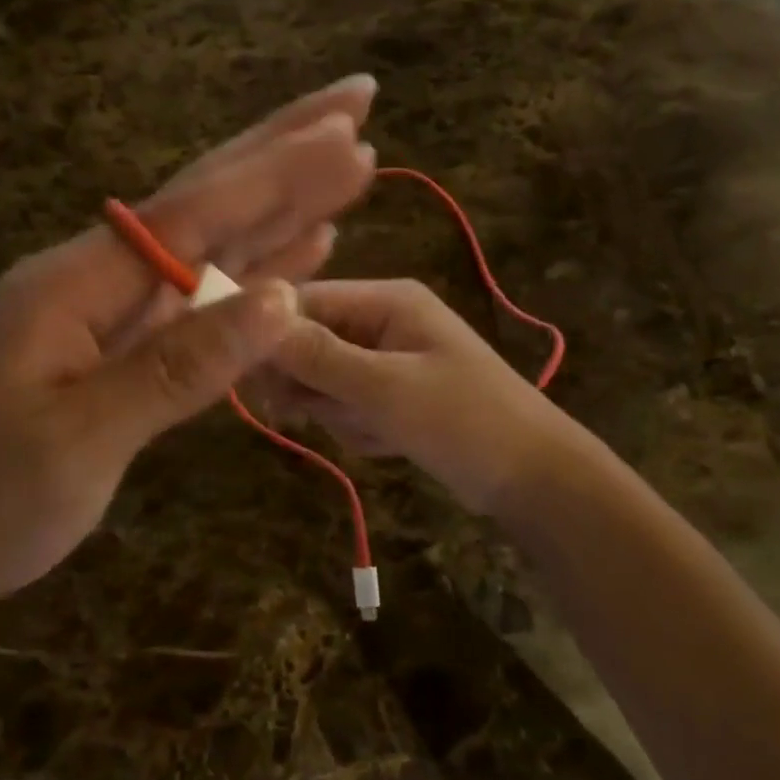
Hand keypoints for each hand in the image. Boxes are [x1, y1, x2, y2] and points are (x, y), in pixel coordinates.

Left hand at [0, 77, 378, 617]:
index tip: (348, 135)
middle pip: (205, 201)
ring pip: (213, 243)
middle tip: (356, 100)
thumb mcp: (80, 441)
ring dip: (281, 202)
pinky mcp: (127, 345)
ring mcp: (113, 310)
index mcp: (75, 282)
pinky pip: (203, 295)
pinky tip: (304, 245)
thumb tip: (281, 301)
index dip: (274, 175)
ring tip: (348, 159)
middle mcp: (98, 277)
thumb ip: (181, 365)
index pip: (193, 212)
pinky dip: (256, 268)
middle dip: (282, 150)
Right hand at [267, 279, 567, 514]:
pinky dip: (359, 429)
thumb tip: (255, 320)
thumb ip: (319, 356)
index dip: (272, 334)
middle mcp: (383, 321)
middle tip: (315, 412)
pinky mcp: (392, 396)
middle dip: (312, 384)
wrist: (532, 478)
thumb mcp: (386, 388)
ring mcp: (388, 360)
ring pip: (324, 382)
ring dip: (339, 413)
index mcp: (387, 300)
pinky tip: (390, 442)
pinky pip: (348, 407)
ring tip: (377, 429)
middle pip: (309, 343)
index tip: (247, 375)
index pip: (305, 301)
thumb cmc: (464, 421)